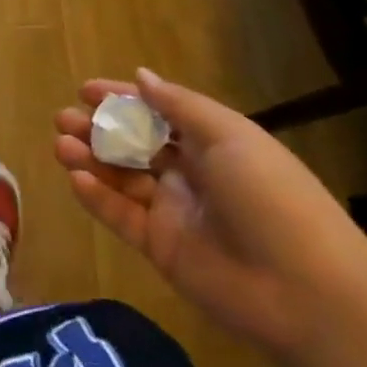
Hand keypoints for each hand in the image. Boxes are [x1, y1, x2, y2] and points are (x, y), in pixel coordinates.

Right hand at [54, 68, 366, 358]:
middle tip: (63, 119)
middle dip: (98, 128)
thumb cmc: (270, 196)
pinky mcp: (161, 247)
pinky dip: (96, 197)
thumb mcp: (228, 136)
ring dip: (90, 159)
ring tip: (61, 145)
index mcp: (211, 143)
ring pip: (121, 177)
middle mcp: (190, 173)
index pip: (157, 113)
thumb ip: (178, 105)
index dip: (122, 99)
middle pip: (134, 144)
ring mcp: (174, 211)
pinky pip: (121, 216)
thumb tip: (141, 76)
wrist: (305, 290)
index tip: (85, 90)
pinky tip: (75, 178)